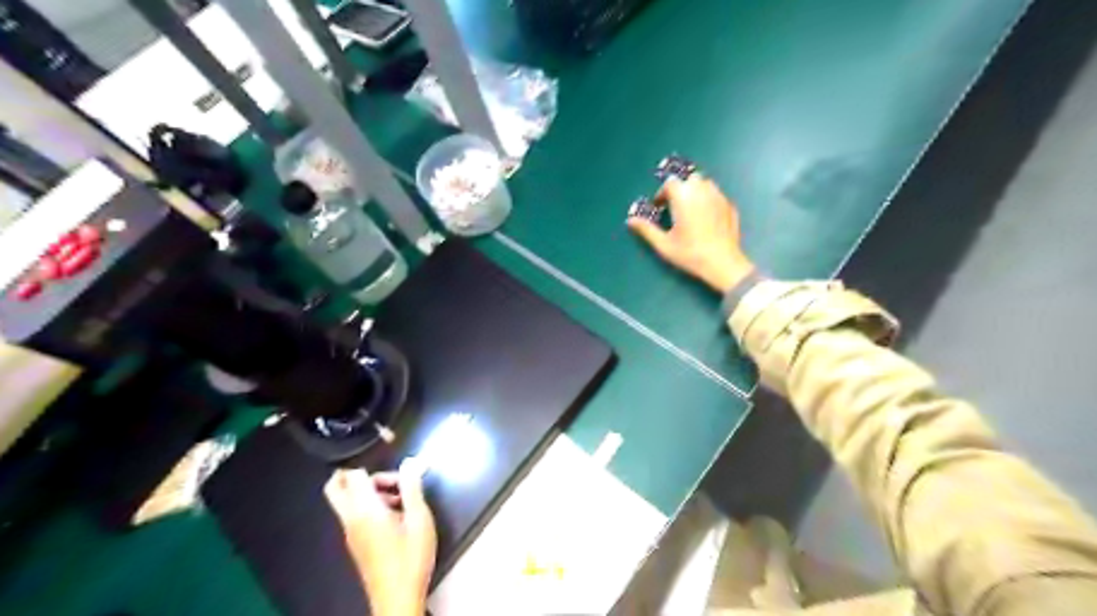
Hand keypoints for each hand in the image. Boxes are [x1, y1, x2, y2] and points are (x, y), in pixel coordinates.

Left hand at [323, 463, 435, 614]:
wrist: (398, 598)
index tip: (393, 462)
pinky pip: (355, 513)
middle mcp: (351, 518)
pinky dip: (370, 504)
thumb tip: (411, 461)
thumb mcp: (419, 517)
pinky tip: (397, 513)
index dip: (370, 461)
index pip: (352, 474)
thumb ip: (412, 487)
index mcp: (364, 510)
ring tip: (401, 495)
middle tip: (386, 475)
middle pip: (336, 486)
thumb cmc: (411, 556)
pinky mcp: (356, 542)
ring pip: (347, 500)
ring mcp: (350, 532)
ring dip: (368, 490)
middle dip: (357, 473)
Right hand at [624, 175, 754, 292]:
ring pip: (705, 184)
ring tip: (690, 210)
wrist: (722, 263)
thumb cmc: (690, 253)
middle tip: (674, 207)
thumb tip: (630, 220)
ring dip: (695, 192)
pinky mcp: (730, 206)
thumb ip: (646, 229)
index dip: (662, 193)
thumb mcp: (663, 244)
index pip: (670, 183)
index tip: (659, 207)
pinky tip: (706, 219)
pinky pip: (716, 196)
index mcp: (683, 196)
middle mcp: (702, 191)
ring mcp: (719, 197)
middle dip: (680, 189)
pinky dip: (708, 201)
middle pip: (689, 180)